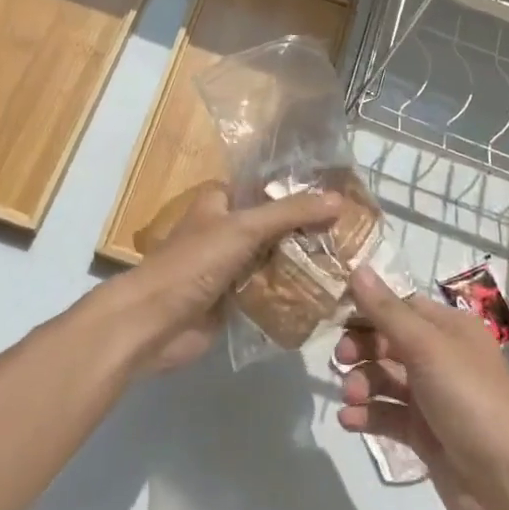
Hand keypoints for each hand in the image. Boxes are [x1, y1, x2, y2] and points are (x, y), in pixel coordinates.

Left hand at [113, 184, 342, 374]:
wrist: (155, 323)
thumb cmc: (194, 262)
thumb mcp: (244, 228)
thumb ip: (290, 212)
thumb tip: (338, 199)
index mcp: (221, 201)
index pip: (267, 186)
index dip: (299, 188)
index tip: (340, 193)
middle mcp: (227, 228)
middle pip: (274, 224)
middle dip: (308, 228)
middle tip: (353, 231)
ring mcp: (231, 266)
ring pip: (274, 257)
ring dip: (303, 261)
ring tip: (349, 259)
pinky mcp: (234, 299)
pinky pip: (269, 290)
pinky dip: (292, 291)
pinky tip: (326, 292)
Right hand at [335, 267, 508, 509]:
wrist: (508, 486)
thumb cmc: (470, 400)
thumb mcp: (426, 347)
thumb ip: (387, 310)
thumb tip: (357, 267)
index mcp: (450, 329)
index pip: (401, 306)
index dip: (369, 308)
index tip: (336, 315)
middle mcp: (442, 358)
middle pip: (390, 342)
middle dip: (362, 348)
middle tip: (341, 360)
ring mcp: (433, 398)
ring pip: (386, 379)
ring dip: (363, 384)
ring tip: (351, 398)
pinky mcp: (425, 435)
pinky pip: (389, 415)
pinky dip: (368, 415)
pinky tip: (349, 421)